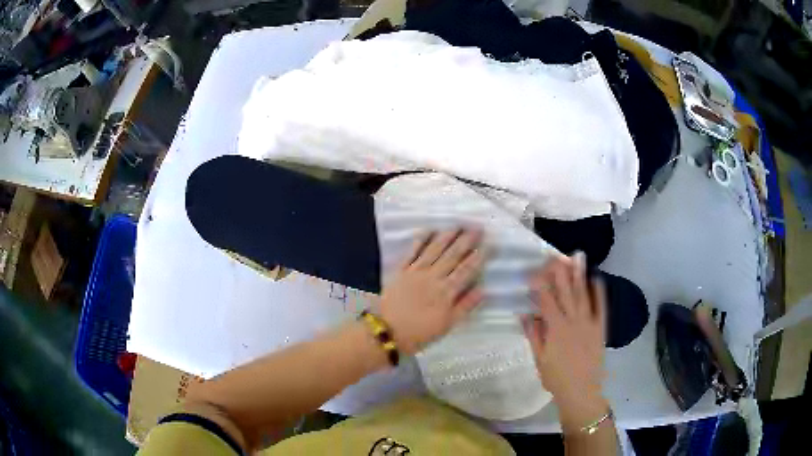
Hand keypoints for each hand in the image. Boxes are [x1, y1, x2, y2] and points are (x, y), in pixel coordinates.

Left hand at [379, 229, 485, 354]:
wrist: (385, 331)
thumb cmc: (419, 333)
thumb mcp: (446, 325)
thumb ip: (464, 306)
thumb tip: (483, 290)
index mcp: (446, 292)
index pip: (466, 270)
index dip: (479, 257)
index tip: (489, 244)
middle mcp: (433, 277)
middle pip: (452, 255)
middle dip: (466, 241)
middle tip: (477, 227)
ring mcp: (416, 271)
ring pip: (434, 249)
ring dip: (447, 236)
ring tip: (457, 225)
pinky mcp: (400, 270)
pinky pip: (412, 251)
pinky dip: (420, 240)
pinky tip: (428, 230)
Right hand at [522, 254, 606, 407]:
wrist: (581, 391)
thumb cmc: (556, 377)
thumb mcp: (539, 359)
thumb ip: (533, 334)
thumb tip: (523, 314)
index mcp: (556, 329)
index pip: (547, 301)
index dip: (540, 285)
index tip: (533, 271)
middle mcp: (573, 321)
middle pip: (566, 293)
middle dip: (559, 273)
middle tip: (555, 256)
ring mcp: (589, 323)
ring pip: (583, 295)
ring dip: (579, 275)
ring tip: (576, 258)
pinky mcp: (600, 328)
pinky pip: (601, 307)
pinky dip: (599, 292)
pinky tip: (596, 278)